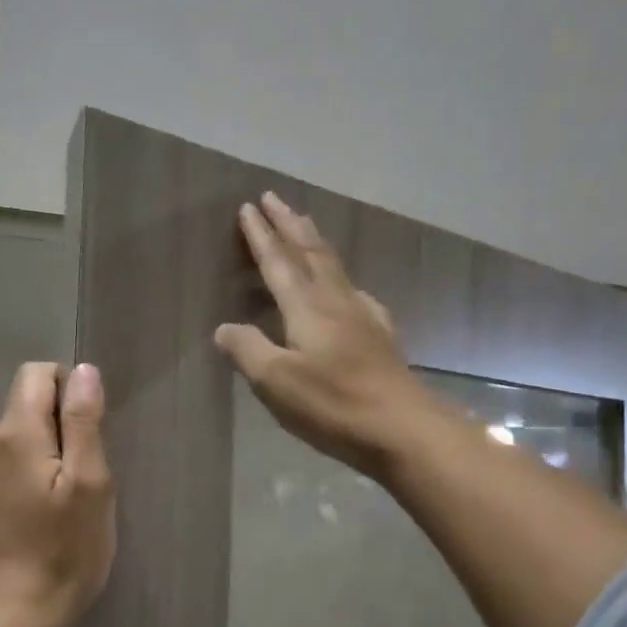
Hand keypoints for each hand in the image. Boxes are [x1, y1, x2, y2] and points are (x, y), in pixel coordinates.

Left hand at [0, 362, 116, 626]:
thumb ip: (83, 422)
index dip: (70, 391)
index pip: (37, 374)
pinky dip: (31, 474)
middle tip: (83, 480)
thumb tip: (83, 371)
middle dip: (61, 428)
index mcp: (12, 433)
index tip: (88, 436)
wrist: (12, 617)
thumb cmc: (63, 551)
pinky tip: (44, 514)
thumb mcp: (89, 484)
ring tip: (65, 503)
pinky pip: (9, 462)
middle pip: (28, 405)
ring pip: (21, 436)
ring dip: (48, 454)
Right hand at [214, 192, 436, 477]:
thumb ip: (248, 350)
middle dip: (290, 224)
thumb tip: (224, 328)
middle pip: (310, 253)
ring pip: (334, 267)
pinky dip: (341, 277)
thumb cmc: (333, 404)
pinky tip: (347, 289)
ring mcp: (363, 317)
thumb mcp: (277, 382)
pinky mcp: (381, 336)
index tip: (248, 207)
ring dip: (314, 243)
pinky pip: (355, 291)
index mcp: (307, 308)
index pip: (278, 263)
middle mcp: (336, 302)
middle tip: (274, 198)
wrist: (402, 428)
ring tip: (305, 226)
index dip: (262, 236)